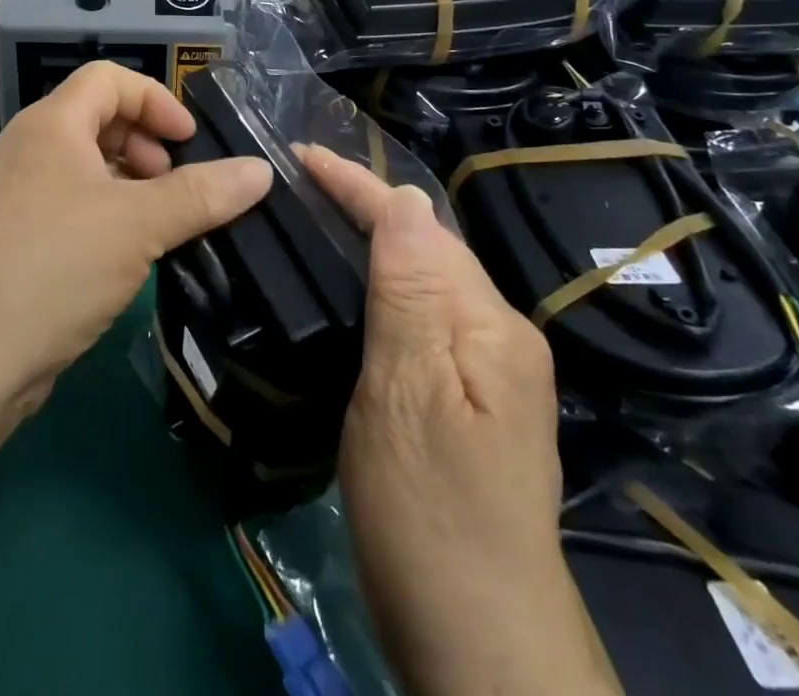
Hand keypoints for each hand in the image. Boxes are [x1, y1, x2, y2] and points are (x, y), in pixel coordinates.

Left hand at [0, 63, 272, 416]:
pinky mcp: (14, 238)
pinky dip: (106, 215)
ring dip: (130, 185)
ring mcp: (16, 195)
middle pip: (97, 119)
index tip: (189, 142)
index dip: (155, 100)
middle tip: (176, 187)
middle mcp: (28, 149)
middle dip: (146, 144)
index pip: (108, 78)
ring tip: (161, 224)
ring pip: (85, 168)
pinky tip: (129, 256)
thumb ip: (202, 194)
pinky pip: (71, 206)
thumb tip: (263, 171)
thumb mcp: (138, 224)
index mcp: (50, 124)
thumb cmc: (53, 266)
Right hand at [296, 147, 617, 695]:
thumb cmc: (430, 511)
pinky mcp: (470, 401)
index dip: (358, 185)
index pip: (417, 225)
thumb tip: (404, 198)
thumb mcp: (407, 394)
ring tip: (319, 221)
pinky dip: (382, 287)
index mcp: (489, 324)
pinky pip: (422, 315)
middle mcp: (498, 335)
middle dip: (366, 206)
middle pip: (427, 246)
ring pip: (424, 279)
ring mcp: (489, 372)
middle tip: (300, 183)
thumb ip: (410, 291)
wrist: (477, 642)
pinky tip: (354, 291)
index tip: (301, 154)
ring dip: (374, 242)